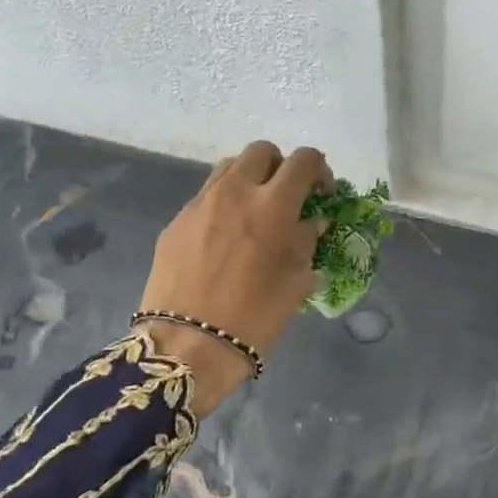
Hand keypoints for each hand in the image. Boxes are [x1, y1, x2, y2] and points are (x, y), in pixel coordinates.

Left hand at [137, 141, 329, 413]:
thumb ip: (307, 242)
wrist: (188, 345)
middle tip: (287, 196)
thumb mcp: (296, 281)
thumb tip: (311, 222)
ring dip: (249, 179)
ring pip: (229, 168)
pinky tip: (225, 239)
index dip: (319, 170)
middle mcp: (236, 192)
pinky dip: (223, 206)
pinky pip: (205, 198)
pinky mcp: (176, 222)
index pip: (304, 160)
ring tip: (254, 211)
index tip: (322, 193)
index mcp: (273, 205)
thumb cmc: (255, 316)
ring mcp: (200, 204)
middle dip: (280, 166)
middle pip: (262, 151)